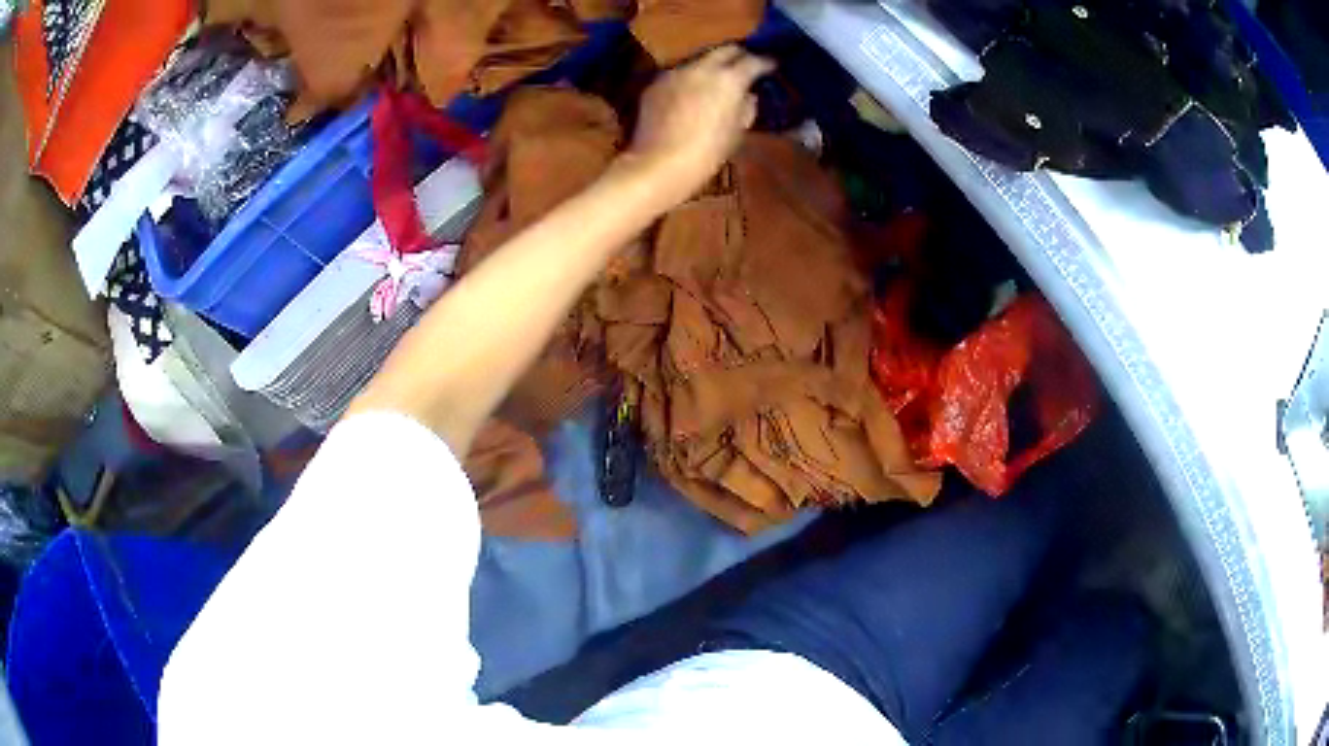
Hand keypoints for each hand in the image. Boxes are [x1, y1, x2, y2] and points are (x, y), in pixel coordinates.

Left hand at [620, 45, 775, 205]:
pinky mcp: (656, 83)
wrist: (660, 164)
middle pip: (725, 50)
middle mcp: (702, 67)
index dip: (766, 62)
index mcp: (729, 79)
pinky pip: (679, 74)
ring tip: (718, 78)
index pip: (754, 61)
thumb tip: (748, 95)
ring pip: (700, 59)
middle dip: (739, 54)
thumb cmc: (708, 153)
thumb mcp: (738, 131)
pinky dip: (690, 79)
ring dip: (712, 65)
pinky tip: (691, 93)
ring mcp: (675, 72)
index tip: (772, 65)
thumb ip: (746, 107)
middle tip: (746, 64)